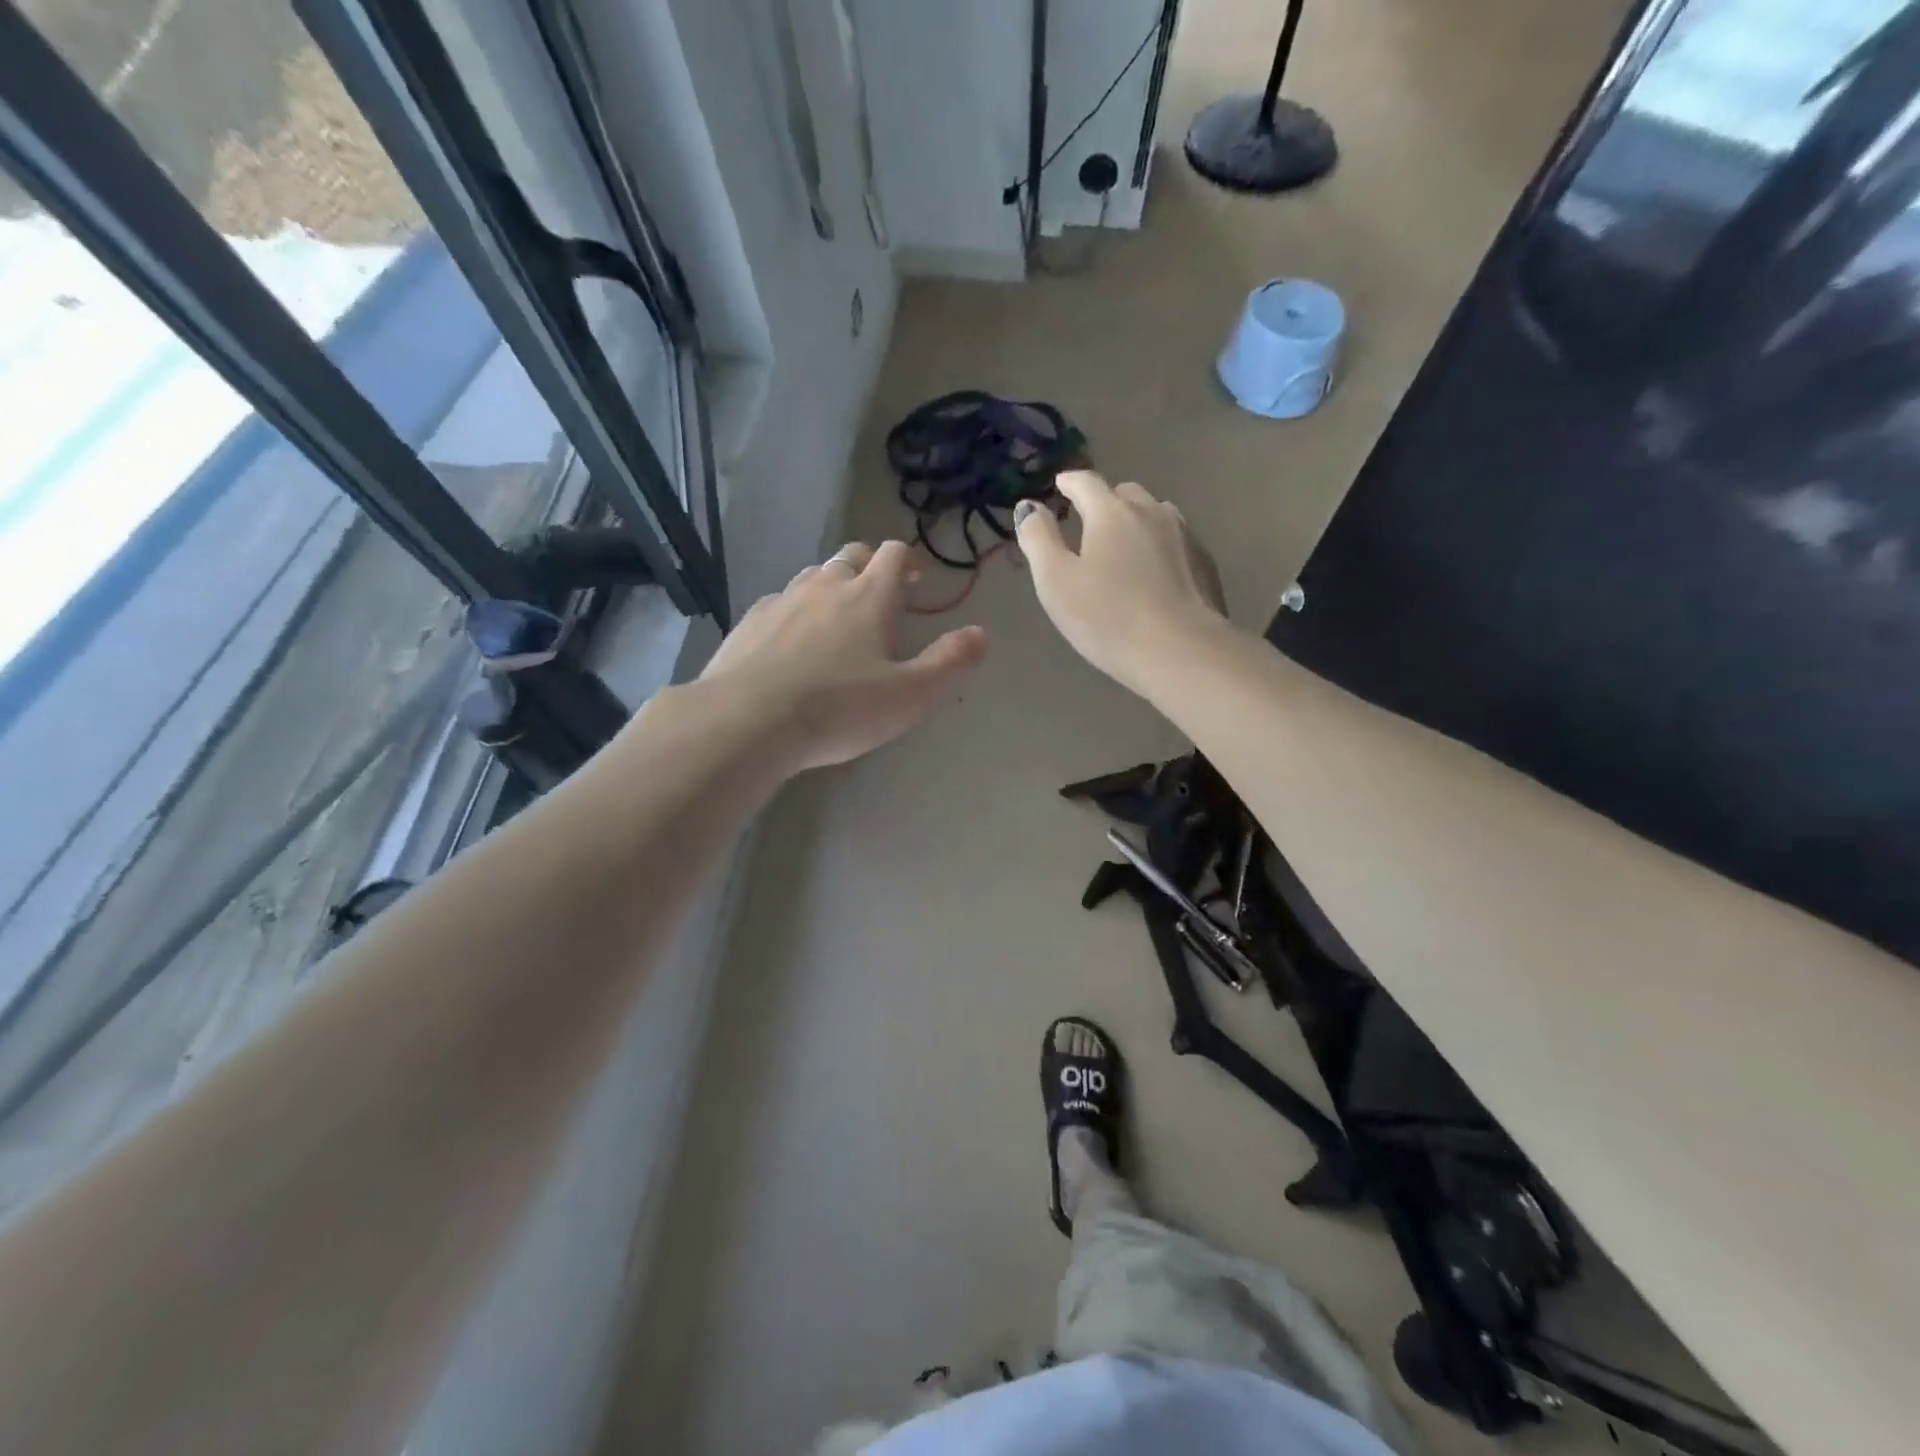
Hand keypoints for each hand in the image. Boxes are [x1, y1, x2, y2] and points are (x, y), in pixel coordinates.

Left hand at [699, 540, 986, 772]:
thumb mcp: (910, 695)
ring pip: (812, 576)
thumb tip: (980, 634)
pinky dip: (794, 611)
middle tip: (879, 596)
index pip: (892, 554)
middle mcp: (825, 586)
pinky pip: (778, 603)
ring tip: (836, 619)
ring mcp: (782, 600)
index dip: (907, 561)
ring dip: (830, 587)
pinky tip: (790, 644)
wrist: (749, 720)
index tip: (914, 581)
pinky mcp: (749, 622)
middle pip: (851, 556)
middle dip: (869, 567)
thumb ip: (949, 663)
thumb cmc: (839, 709)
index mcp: (869, 597)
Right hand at [1014, 470, 1230, 695]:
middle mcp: (1151, 512)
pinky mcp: (1204, 563)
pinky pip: (1176, 540)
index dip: (1068, 483)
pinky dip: (1159, 545)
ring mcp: (1184, 535)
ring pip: (1155, 514)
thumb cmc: (1108, 618)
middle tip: (1089, 524)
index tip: (1059, 487)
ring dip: (1136, 521)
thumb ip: (1038, 539)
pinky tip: (1154, 573)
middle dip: (1104, 502)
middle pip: (1125, 494)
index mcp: (1111, 512)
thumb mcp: (1056, 581)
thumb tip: (1029, 506)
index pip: (1086, 482)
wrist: (1181, 652)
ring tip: (1124, 546)